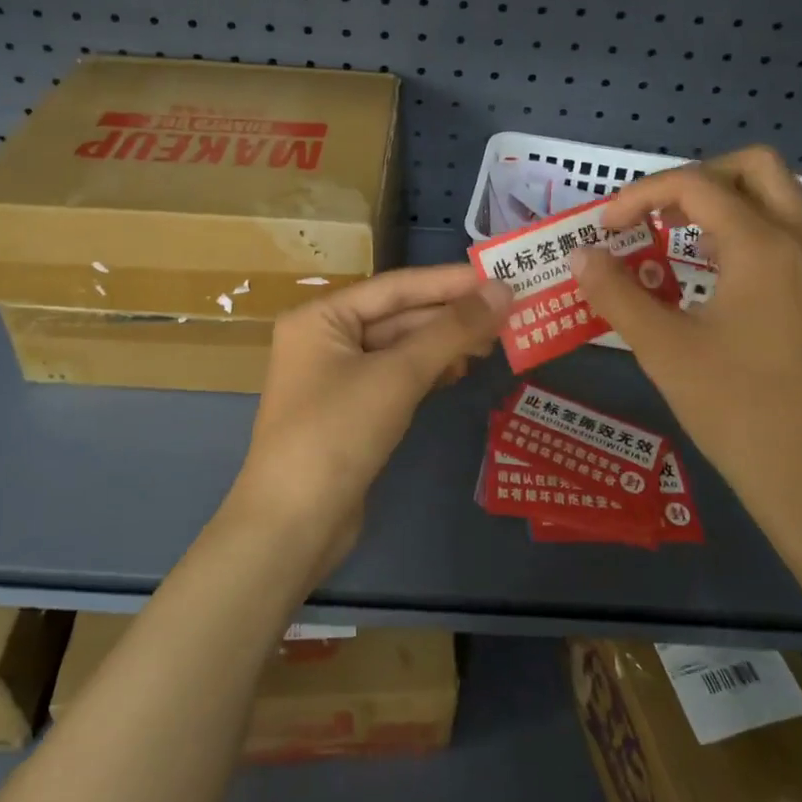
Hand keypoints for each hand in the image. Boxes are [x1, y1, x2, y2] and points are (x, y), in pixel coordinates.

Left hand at [228, 265, 511, 581]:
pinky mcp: (352, 411)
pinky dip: (429, 371)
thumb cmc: (337, 434)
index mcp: (321, 317)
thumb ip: (451, 330)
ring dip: (445, 344)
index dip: (449, 281)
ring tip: (495, 340)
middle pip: (399, 316)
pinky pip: (396, 377)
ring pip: (401, 348)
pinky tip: (461, 369)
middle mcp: (325, 339)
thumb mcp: (396, 376)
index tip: (499, 275)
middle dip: (451, 315)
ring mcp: (337, 377)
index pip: (395, 287)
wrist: (293, 527)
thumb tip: (502, 290)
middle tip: (508, 311)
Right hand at [569, 146, 801, 539]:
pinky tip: (719, 276)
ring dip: (728, 201)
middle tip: (657, 216)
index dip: (640, 195)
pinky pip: (792, 232)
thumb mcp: (664, 350)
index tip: (607, 229)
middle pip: (755, 167)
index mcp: (762, 245)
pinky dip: (752, 229)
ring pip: (780, 196)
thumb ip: (616, 293)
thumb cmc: (740, 410)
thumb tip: (581, 255)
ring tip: (682, 239)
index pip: (694, 184)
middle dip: (697, 178)